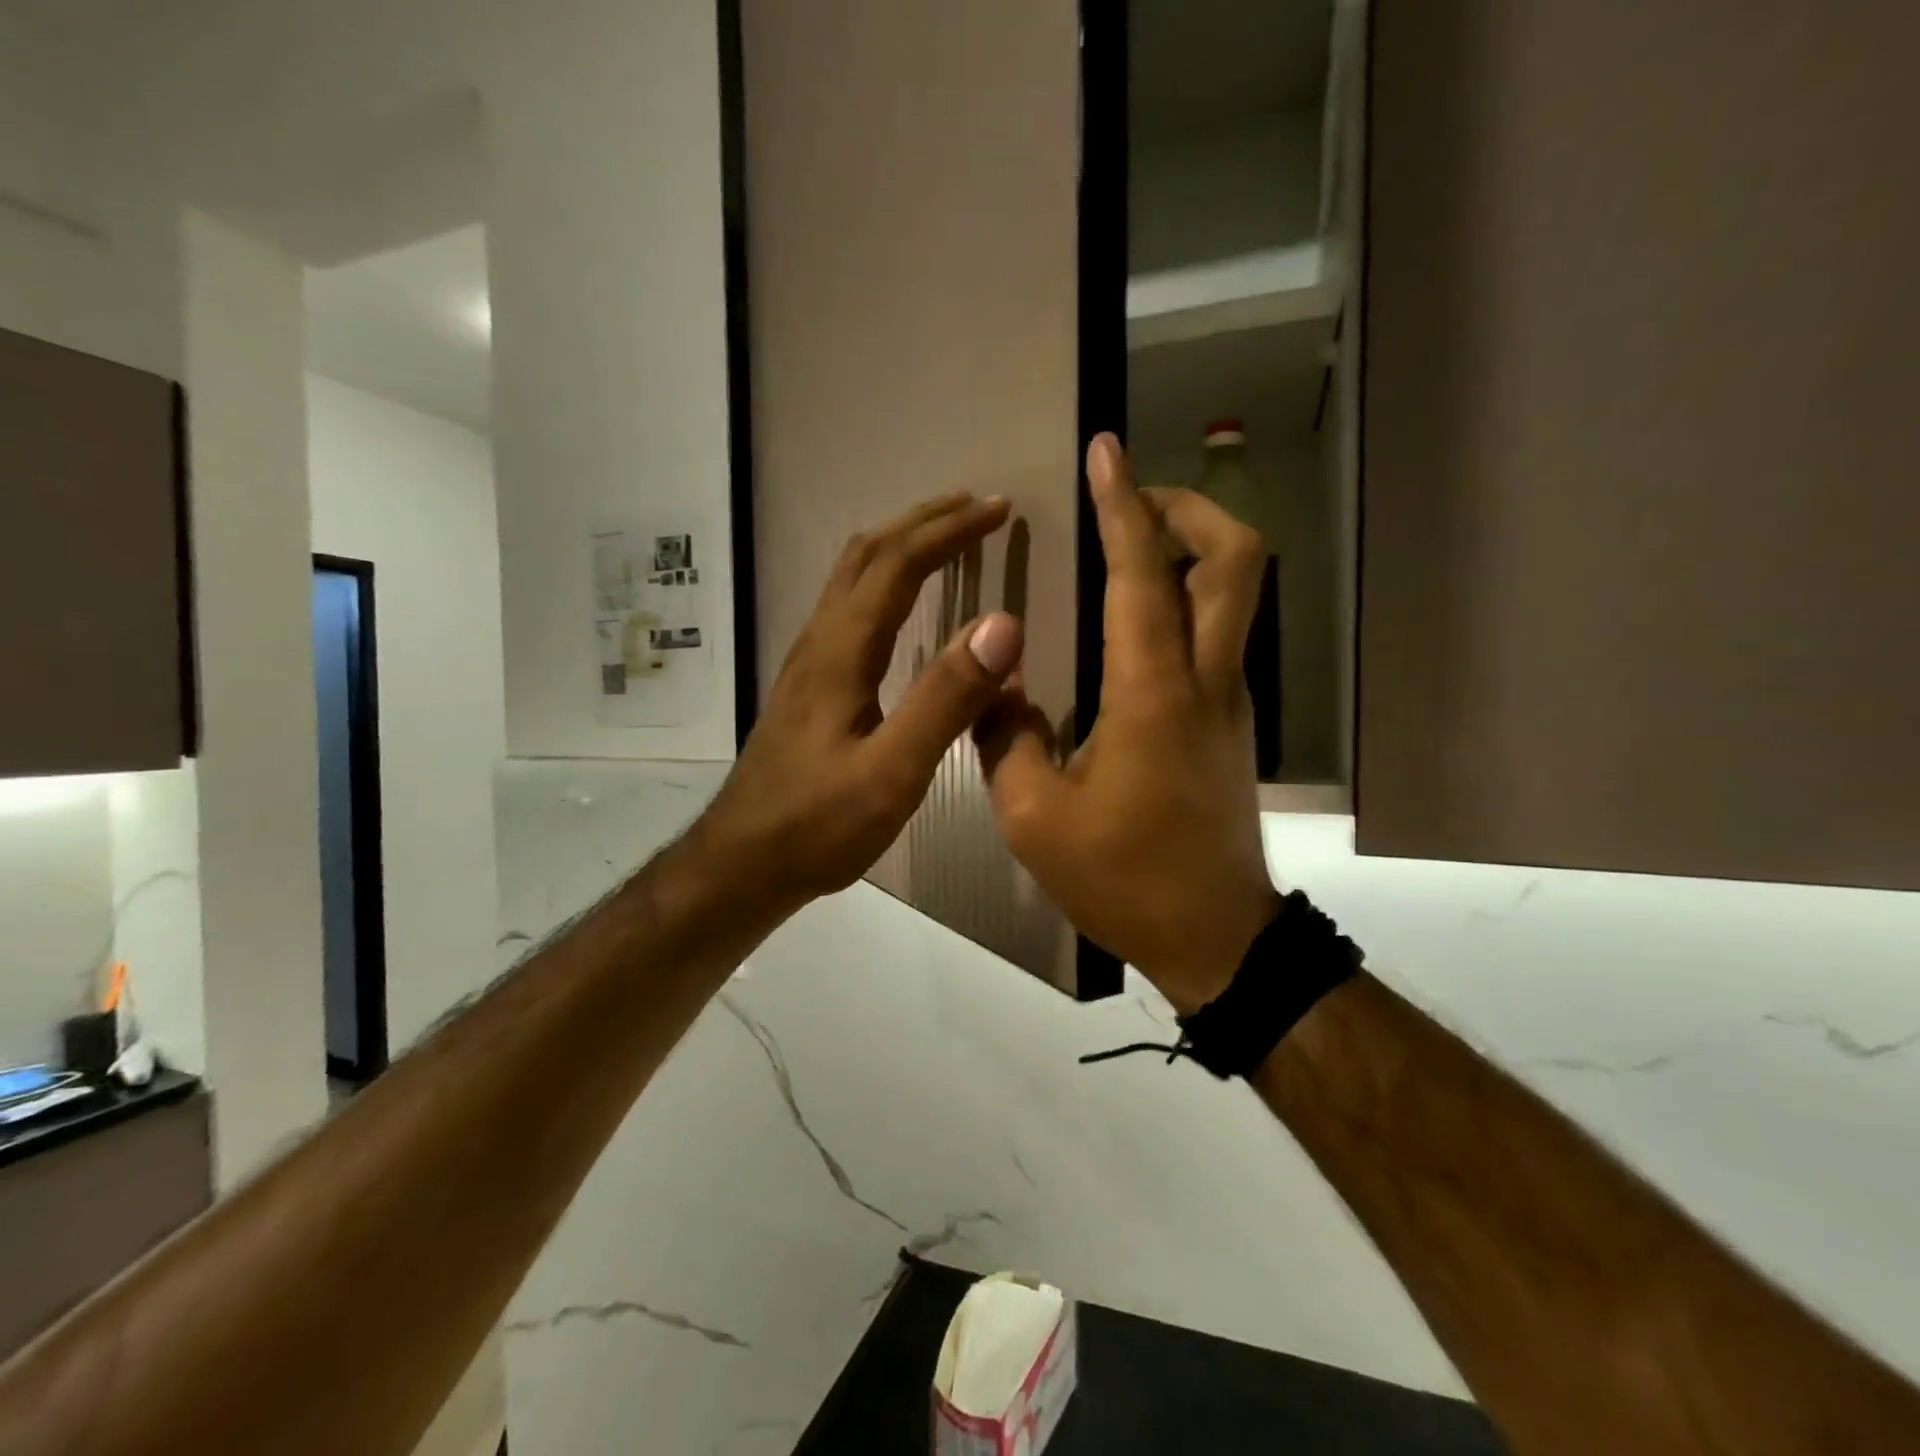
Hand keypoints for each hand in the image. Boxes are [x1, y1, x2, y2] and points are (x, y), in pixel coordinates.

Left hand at [691, 492, 1023, 917]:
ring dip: (900, 544)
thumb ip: (946, 699)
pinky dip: (884, 581)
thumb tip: (1002, 624)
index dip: (950, 530)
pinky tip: (901, 605)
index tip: (998, 509)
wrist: (743, 863)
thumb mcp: (892, 771)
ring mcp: (809, 662)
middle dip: (924, 521)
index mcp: (842, 650)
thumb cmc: (818, 824)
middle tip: (975, 506)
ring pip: (851, 577)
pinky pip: (847, 608)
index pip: (898, 564)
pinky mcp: (809, 687)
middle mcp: (820, 641)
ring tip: (945, 538)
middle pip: (867, 554)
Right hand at [976, 435, 1277, 1013]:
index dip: (1123, 505)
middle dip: (1191, 508)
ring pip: (1237, 594)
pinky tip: (1134, 626)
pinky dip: (1186, 601)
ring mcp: (1229, 699)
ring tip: (1129, 550)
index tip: (1105, 450)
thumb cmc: (1124, 878)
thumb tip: (996, 688)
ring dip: (1192, 550)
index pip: (1143, 574)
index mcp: (1152, 694)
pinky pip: (1219, 635)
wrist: (1215, 936)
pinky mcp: (1229, 722)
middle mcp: (1204, 680)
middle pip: (1236, 558)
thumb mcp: (1035, 818)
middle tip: (1133, 503)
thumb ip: (1006, 740)